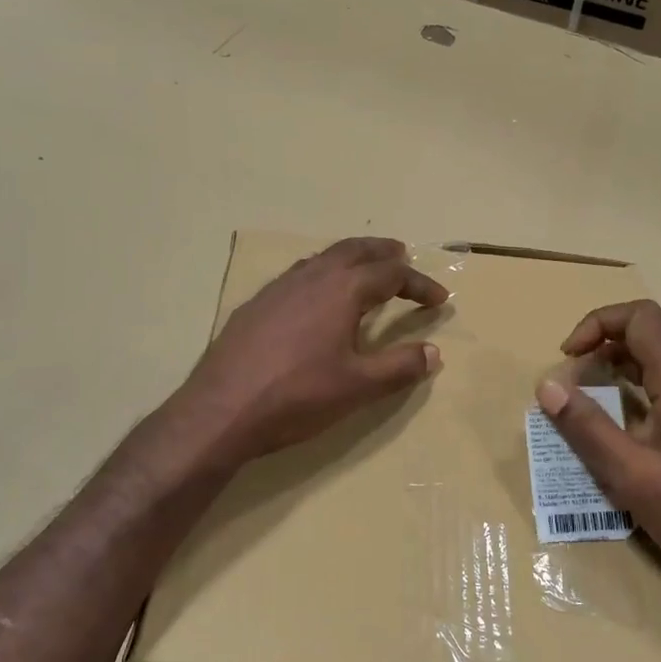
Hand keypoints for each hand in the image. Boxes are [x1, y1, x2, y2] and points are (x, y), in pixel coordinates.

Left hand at [179, 237, 447, 463]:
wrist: (220, 410)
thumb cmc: (297, 396)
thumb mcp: (358, 387)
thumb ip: (399, 367)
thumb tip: (433, 353)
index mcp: (342, 290)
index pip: (391, 274)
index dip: (419, 284)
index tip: (440, 299)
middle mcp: (311, 277)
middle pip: (354, 250)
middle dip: (383, 252)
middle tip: (402, 257)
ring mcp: (278, 288)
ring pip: (322, 258)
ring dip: (350, 259)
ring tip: (364, 271)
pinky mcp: (255, 305)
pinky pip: (298, 274)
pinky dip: (321, 273)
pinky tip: (316, 297)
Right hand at [535, 300, 660, 591]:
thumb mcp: (632, 476)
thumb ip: (587, 428)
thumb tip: (547, 385)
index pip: (642, 318)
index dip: (598, 323)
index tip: (569, 357)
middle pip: (649, 341)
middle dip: (601, 354)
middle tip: (572, 392)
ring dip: (620, 380)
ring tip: (592, 417)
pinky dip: (642, 402)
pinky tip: (630, 443)